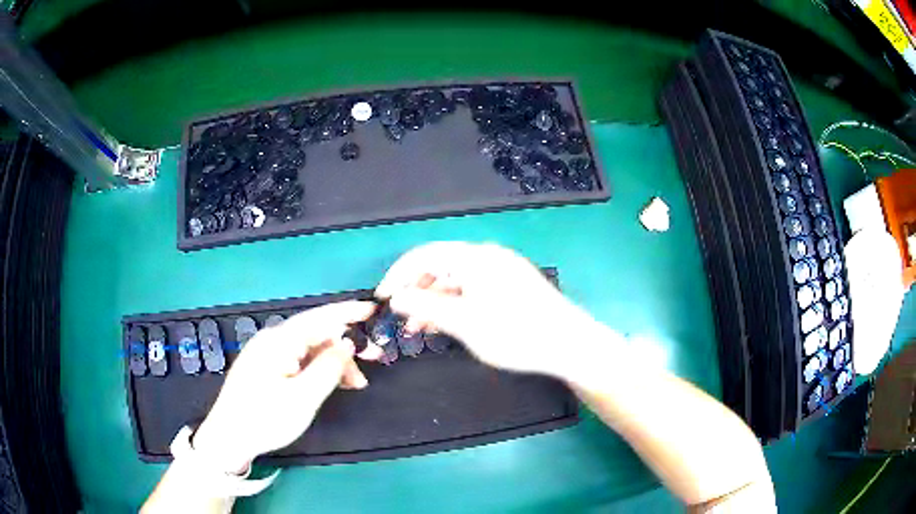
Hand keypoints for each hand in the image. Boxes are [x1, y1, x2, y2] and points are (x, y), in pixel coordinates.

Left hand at [191, 301, 376, 472]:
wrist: (229, 437)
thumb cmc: (266, 418)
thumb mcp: (304, 397)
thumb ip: (329, 367)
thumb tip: (348, 343)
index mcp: (279, 340)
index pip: (320, 317)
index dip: (348, 312)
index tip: (374, 310)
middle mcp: (273, 339)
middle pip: (316, 333)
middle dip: (346, 344)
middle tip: (375, 359)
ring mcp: (267, 353)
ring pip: (309, 348)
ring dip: (335, 361)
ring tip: (356, 383)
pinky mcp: (266, 367)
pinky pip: (299, 359)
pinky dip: (319, 368)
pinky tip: (333, 383)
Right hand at [376, 242, 615, 379]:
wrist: (569, 345)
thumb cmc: (516, 334)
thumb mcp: (464, 323)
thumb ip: (426, 307)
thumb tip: (396, 297)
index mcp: (474, 258)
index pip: (424, 255)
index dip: (398, 275)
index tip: (382, 298)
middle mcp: (487, 257)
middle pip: (440, 266)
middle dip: (416, 291)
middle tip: (403, 320)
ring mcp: (501, 270)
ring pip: (456, 281)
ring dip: (435, 301)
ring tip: (421, 329)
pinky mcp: (510, 285)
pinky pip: (472, 289)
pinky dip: (455, 304)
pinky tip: (447, 325)